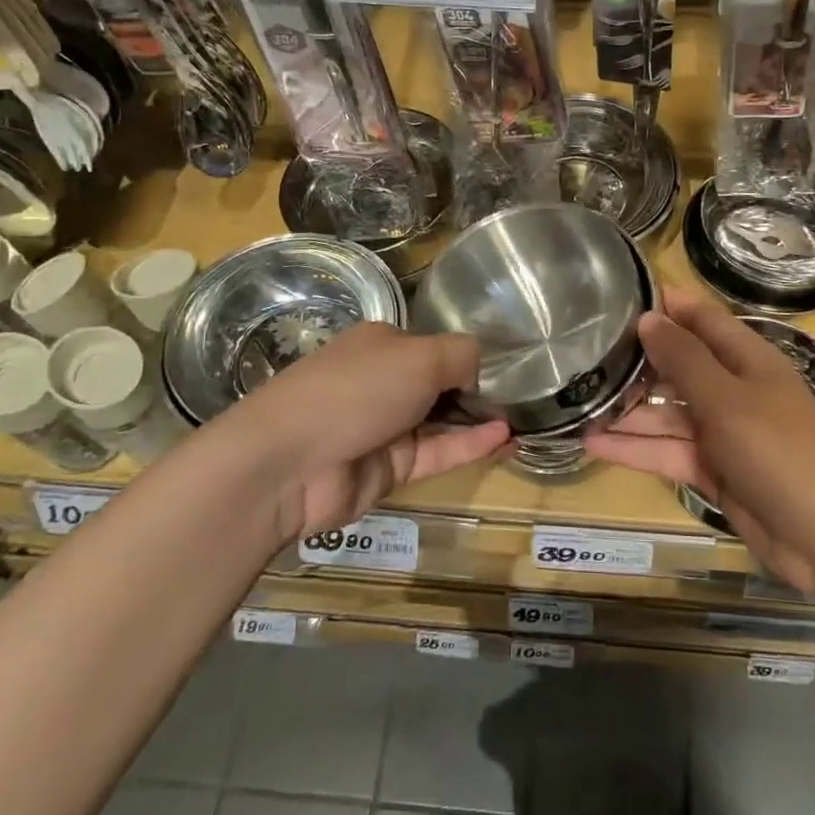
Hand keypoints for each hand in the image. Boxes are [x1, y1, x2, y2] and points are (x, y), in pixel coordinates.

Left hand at [215, 322, 508, 542]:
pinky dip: (470, 445)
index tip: (506, 369)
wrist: (288, 464)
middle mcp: (384, 382)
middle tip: (526, 397)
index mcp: (382, 345)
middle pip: (440, 385)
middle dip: (478, 391)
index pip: (435, 347)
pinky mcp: (390, 468)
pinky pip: (438, 453)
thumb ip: (461, 356)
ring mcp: (386, 427)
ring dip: (481, 420)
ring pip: (443, 422)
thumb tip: (478, 371)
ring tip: (526, 420)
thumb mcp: (419, 356)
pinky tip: (505, 439)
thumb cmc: (356, 390)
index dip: (468, 358)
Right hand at [586, 290, 814, 592]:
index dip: (666, 303)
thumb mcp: (727, 399)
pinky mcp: (712, 470)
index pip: (702, 317)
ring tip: (576, 401)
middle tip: (582, 352)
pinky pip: (667, 451)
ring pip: (667, 412)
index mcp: (747, 359)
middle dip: (637, 359)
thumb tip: (649, 317)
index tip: (618, 294)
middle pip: (679, 365)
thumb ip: (684, 359)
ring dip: (627, 409)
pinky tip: (592, 443)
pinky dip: (634, 448)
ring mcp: (722, 432)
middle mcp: (733, 389)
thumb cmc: (779, 452)